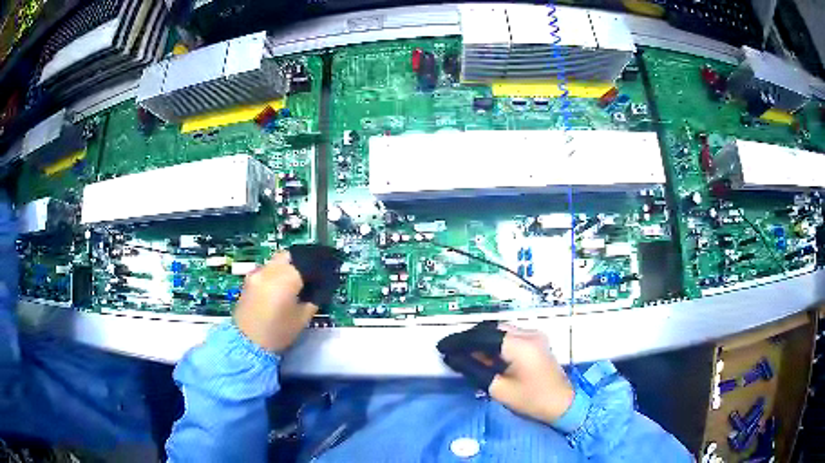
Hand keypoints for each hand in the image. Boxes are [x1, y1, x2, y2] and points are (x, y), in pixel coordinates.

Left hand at [233, 245, 341, 351]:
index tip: (329, 269)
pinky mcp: (249, 279)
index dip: (320, 265)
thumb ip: (314, 298)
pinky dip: (277, 272)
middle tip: (313, 273)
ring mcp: (257, 273)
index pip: (307, 262)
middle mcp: (270, 270)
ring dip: (288, 266)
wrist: (248, 342)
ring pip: (277, 261)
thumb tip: (320, 287)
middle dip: (303, 261)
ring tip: (297, 279)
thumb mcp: (303, 318)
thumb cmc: (278, 332)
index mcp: (285, 278)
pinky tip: (281, 285)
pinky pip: (267, 269)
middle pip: (290, 255)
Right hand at [437, 322, 574, 424]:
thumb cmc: (532, 400)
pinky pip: (509, 336)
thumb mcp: (499, 389)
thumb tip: (453, 358)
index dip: (460, 340)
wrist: (563, 403)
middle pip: (491, 329)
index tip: (442, 347)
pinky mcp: (536, 341)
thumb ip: (474, 370)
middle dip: (469, 338)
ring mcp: (534, 335)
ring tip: (464, 354)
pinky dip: (493, 343)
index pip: (482, 335)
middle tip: (452, 351)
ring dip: (481, 340)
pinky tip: (484, 355)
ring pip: (499, 331)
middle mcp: (528, 333)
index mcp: (519, 345)